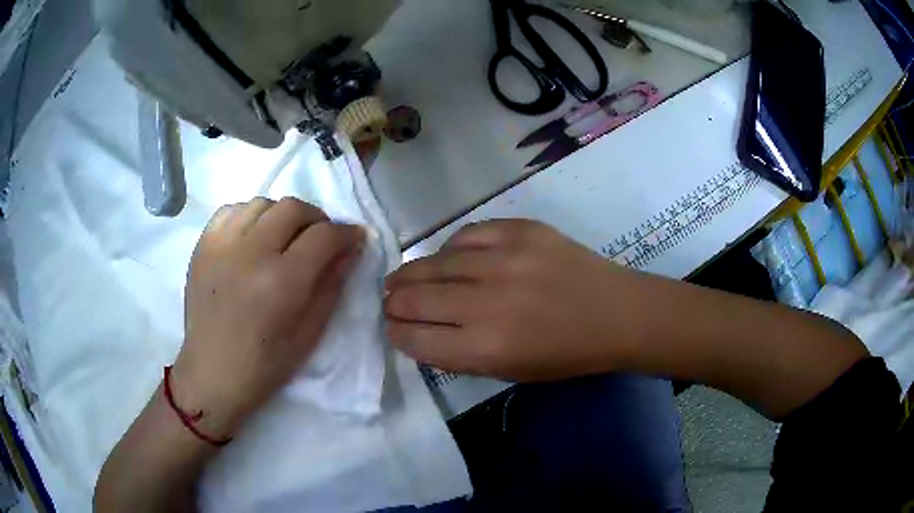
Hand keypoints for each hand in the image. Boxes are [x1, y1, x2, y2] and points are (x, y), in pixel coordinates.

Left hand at [173, 197, 362, 438]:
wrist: (212, 372)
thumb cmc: (265, 364)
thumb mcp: (310, 333)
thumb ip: (332, 285)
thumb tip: (350, 249)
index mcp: (282, 282)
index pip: (324, 236)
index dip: (347, 233)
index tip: (354, 238)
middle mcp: (251, 253)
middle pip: (294, 208)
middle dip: (317, 219)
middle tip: (320, 238)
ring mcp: (222, 244)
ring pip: (263, 203)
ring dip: (282, 216)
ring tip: (283, 239)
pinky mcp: (203, 244)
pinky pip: (233, 210)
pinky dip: (250, 216)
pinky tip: (253, 237)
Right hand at [385, 219, 629, 381]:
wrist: (616, 314)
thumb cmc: (566, 354)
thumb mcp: (508, 371)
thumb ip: (459, 354)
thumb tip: (419, 332)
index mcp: (484, 348)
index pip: (414, 338)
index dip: (395, 333)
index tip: (393, 328)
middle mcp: (485, 302)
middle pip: (412, 298)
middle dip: (393, 303)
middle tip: (390, 302)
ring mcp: (503, 259)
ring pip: (432, 262)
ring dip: (411, 274)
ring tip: (405, 278)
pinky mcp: (519, 230)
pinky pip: (466, 234)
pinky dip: (451, 249)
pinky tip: (451, 257)